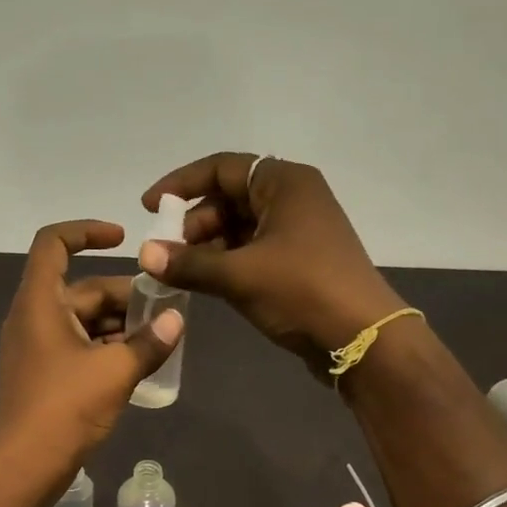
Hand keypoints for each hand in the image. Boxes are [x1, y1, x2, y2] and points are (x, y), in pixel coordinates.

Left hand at [0, 220, 183, 491]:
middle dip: (126, 296)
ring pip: (85, 321)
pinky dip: (108, 349)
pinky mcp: (45, 376)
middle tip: (169, 311)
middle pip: (82, 288)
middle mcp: (34, 318)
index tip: (124, 238)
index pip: (54, 243)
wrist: (20, 468)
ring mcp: (38, 348)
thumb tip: (178, 320)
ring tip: (162, 339)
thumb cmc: (62, 409)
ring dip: (121, 326)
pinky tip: (140, 363)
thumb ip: (150, 342)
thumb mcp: (114, 372)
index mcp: (40, 302)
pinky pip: (80, 347)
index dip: (87, 231)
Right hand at [139, 154, 402, 376]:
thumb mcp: (239, 275)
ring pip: (239, 227)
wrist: (362, 338)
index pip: (221, 168)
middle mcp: (293, 198)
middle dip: (193, 223)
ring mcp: (298, 231)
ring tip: (180, 272)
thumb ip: (188, 263)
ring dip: (207, 247)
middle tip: (166, 252)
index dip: (180, 185)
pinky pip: (252, 250)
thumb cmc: (302, 291)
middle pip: (228, 198)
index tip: (149, 208)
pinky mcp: (299, 261)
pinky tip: (205, 283)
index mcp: (284, 183)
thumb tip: (144, 256)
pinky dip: (226, 262)